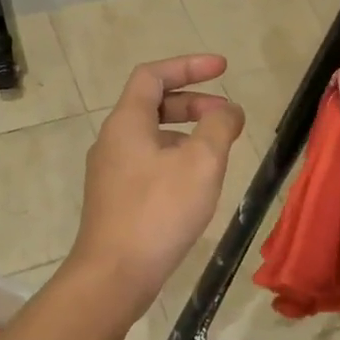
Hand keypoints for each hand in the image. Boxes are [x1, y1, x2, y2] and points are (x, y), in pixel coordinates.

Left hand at [69, 54, 244, 312]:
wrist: (114, 274)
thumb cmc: (159, 211)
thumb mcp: (201, 162)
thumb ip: (219, 126)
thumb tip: (228, 110)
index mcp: (127, 122)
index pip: (153, 75)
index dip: (189, 66)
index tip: (223, 68)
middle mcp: (113, 140)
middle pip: (153, 104)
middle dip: (194, 103)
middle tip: (227, 117)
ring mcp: (110, 172)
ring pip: (153, 137)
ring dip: (187, 133)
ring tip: (219, 152)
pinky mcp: (116, 199)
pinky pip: (149, 163)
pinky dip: (176, 158)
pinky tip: (197, 184)